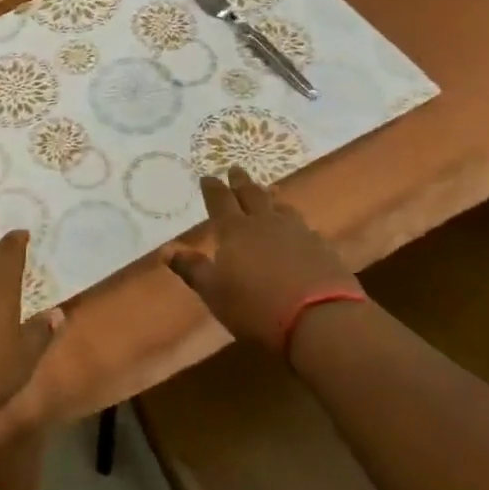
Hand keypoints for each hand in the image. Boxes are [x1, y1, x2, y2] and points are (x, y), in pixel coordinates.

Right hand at [164, 167, 361, 351]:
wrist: (321, 321)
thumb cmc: (256, 307)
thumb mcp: (214, 292)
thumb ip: (192, 268)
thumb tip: (166, 249)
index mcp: (235, 231)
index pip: (220, 201)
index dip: (212, 188)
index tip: (207, 176)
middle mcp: (265, 223)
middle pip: (251, 195)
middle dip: (241, 182)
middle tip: (236, 168)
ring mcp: (298, 233)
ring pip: (281, 207)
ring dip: (271, 198)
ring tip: (269, 191)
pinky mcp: (323, 248)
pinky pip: (304, 227)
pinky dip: (295, 222)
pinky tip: (299, 229)